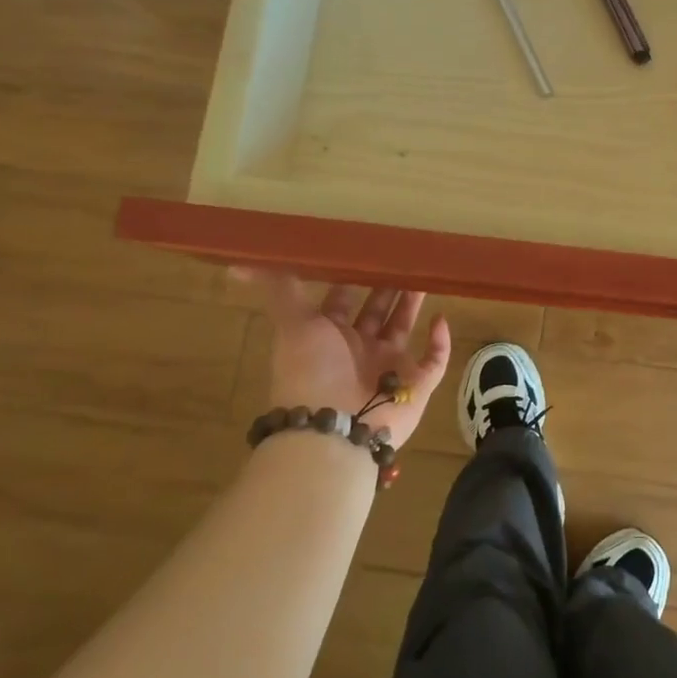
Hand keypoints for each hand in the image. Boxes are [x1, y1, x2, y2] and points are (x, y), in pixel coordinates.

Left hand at [234, 271, 451, 450]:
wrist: (334, 428)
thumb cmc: (313, 371)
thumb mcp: (293, 323)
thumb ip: (278, 290)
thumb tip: (235, 263)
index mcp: (330, 335)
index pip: (343, 300)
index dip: (353, 277)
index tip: (368, 249)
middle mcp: (359, 349)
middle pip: (377, 311)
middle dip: (389, 286)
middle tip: (404, 256)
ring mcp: (389, 368)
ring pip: (404, 328)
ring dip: (413, 304)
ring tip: (427, 276)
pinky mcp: (416, 385)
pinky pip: (434, 361)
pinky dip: (440, 342)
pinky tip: (441, 318)